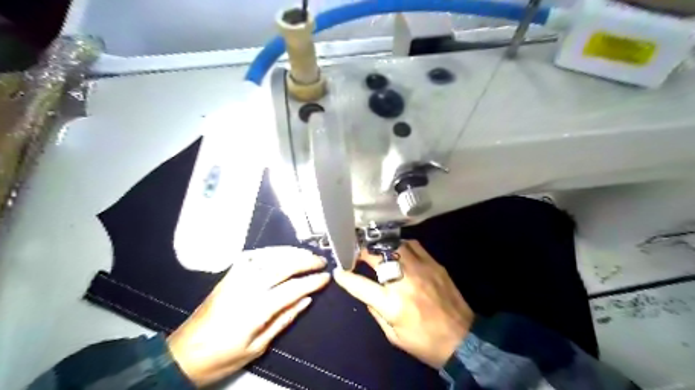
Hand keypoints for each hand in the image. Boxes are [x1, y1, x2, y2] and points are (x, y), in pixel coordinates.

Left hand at [168, 247, 330, 386]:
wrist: (183, 354)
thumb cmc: (223, 357)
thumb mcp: (258, 347)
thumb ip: (284, 319)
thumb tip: (306, 300)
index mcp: (256, 309)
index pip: (292, 288)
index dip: (312, 281)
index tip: (326, 277)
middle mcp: (247, 287)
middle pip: (283, 266)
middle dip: (305, 261)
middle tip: (321, 261)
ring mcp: (236, 278)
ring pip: (269, 256)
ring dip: (290, 252)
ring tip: (306, 253)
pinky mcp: (228, 275)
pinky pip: (252, 255)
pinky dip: (270, 251)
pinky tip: (280, 252)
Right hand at [332, 240, 471, 369]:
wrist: (463, 340)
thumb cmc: (424, 342)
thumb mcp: (393, 336)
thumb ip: (376, 311)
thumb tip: (366, 292)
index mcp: (392, 304)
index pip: (360, 285)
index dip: (345, 277)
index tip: (339, 271)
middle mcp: (404, 281)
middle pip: (376, 257)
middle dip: (361, 253)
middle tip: (357, 254)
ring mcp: (421, 269)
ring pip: (394, 245)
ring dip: (381, 246)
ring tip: (376, 250)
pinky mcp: (434, 264)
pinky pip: (413, 245)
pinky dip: (401, 245)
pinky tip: (398, 250)